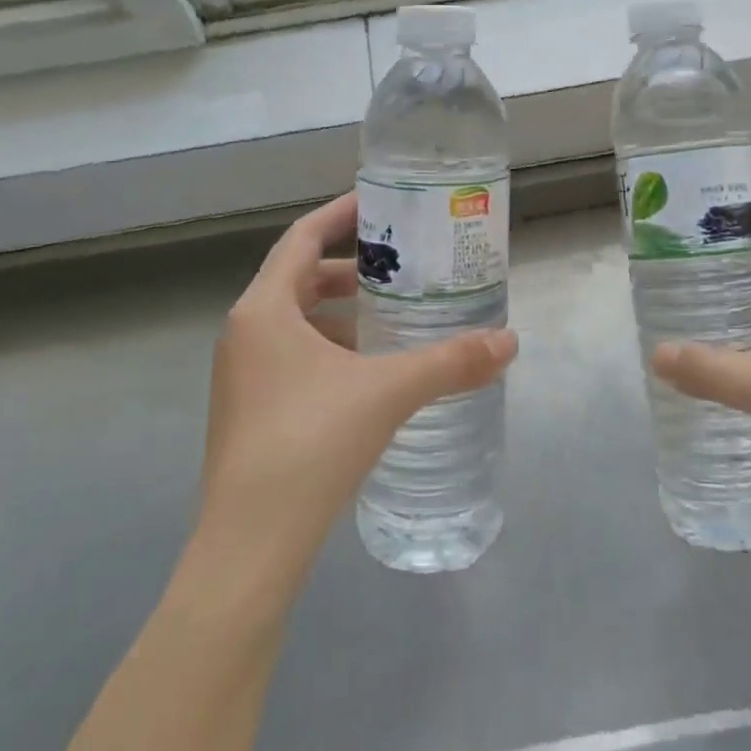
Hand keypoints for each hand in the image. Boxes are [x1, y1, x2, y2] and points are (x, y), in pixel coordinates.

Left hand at [198, 192, 518, 582]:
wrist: (250, 546)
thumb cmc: (311, 445)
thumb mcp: (388, 392)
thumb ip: (450, 362)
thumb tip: (509, 342)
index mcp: (264, 310)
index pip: (301, 237)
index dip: (341, 215)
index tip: (381, 204)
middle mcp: (245, 333)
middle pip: (299, 277)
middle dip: (349, 268)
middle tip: (400, 266)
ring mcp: (241, 375)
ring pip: (295, 321)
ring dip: (340, 312)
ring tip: (393, 316)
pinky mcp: (249, 410)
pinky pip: (292, 356)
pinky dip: (329, 348)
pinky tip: (369, 372)